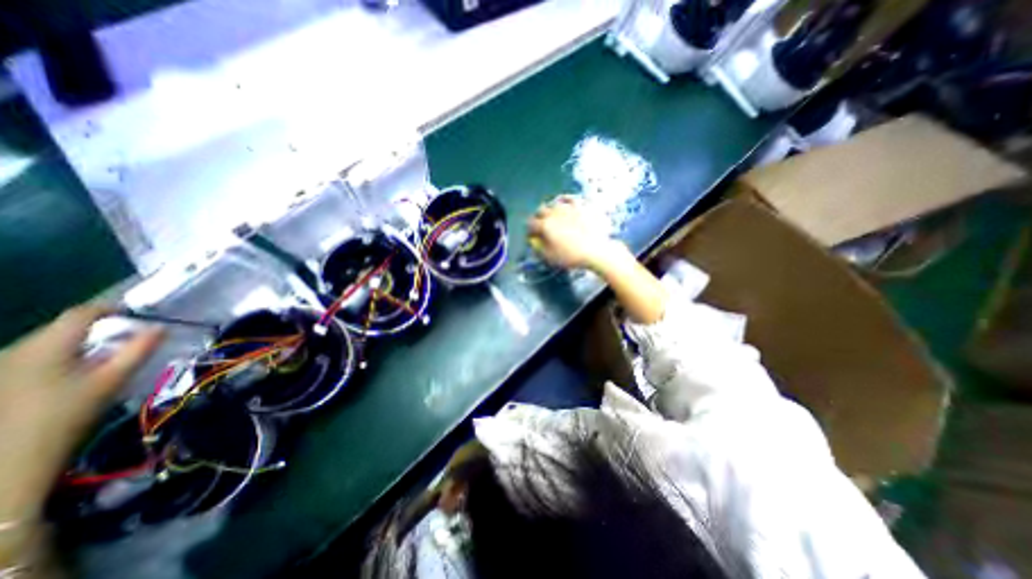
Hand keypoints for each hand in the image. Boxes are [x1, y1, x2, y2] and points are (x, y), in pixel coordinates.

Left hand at [0, 306, 159, 522]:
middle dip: (98, 330)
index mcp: (46, 345)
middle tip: (129, 339)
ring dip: (80, 345)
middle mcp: (15, 349)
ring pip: (48, 343)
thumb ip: (139, 349)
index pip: (82, 313)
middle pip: (63, 328)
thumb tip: (160, 327)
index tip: (137, 313)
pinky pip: (34, 358)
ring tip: (105, 358)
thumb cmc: (68, 414)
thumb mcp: (113, 379)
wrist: (11, 459)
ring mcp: (1, 367)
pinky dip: (62, 358)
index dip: (112, 308)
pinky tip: (74, 375)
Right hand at [527, 197, 614, 270]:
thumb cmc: (570, 256)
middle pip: (540, 211)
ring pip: (554, 203)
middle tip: (541, 226)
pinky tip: (565, 203)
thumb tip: (534, 242)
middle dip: (538, 218)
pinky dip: (565, 200)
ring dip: (550, 210)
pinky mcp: (581, 206)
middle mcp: (554, 213)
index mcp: (545, 225)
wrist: (595, 251)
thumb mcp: (550, 257)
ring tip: (553, 216)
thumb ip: (539, 248)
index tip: (532, 235)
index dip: (530, 230)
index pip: (531, 223)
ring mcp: (568, 208)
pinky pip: (570, 198)